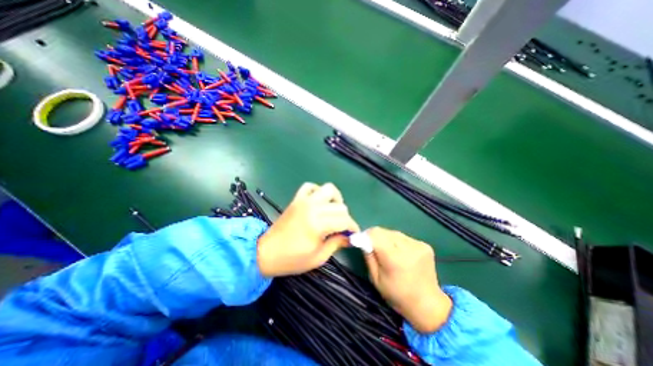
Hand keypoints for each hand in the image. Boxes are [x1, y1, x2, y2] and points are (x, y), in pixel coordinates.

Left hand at [256, 182, 358, 276]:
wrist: (266, 252)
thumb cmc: (292, 259)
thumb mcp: (318, 257)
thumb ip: (336, 243)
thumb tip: (349, 237)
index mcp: (318, 224)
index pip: (344, 220)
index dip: (353, 227)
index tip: (354, 234)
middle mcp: (312, 208)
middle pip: (340, 206)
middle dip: (345, 218)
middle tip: (341, 228)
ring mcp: (304, 201)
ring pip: (328, 189)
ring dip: (335, 200)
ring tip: (333, 212)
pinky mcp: (296, 199)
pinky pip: (310, 186)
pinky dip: (318, 191)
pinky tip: (319, 202)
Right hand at [366, 229, 452, 333]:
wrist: (428, 305)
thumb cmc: (397, 295)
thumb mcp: (375, 279)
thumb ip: (368, 256)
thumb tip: (363, 239)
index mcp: (394, 259)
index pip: (375, 235)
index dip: (365, 235)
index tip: (360, 240)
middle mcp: (408, 248)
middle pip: (384, 231)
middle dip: (375, 236)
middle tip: (372, 246)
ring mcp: (418, 245)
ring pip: (393, 233)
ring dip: (386, 238)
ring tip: (388, 251)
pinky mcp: (424, 245)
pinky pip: (403, 237)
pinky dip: (397, 242)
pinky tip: (400, 253)